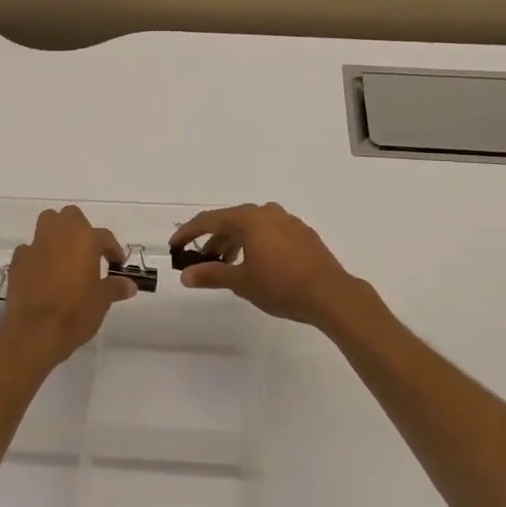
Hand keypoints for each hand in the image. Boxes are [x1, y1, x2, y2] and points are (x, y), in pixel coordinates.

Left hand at [0, 206, 135, 371]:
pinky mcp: (17, 261)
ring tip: (64, 256)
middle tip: (88, 252)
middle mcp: (60, 234)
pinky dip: (37, 256)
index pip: (104, 236)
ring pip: (47, 224)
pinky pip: (29, 249)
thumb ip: (115, 287)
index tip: (116, 263)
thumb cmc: (75, 312)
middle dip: (80, 229)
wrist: (34, 331)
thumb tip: (129, 285)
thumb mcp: (102, 301)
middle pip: (71, 216)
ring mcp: (35, 245)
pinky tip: (41, 273)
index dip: (112, 249)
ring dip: (56, 234)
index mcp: (85, 239)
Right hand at [169, 203, 369, 329]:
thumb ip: (211, 275)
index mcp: (249, 218)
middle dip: (213, 240)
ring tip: (227, 265)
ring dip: (234, 243)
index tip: (174, 246)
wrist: (331, 294)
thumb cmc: (281, 286)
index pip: (209, 220)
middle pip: (231, 221)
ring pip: (251, 227)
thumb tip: (185, 275)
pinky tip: (256, 264)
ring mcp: (287, 221)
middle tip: (201, 260)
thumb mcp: (241, 282)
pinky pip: (269, 232)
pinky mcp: (302, 233)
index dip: (188, 232)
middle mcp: (267, 212)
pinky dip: (255, 244)